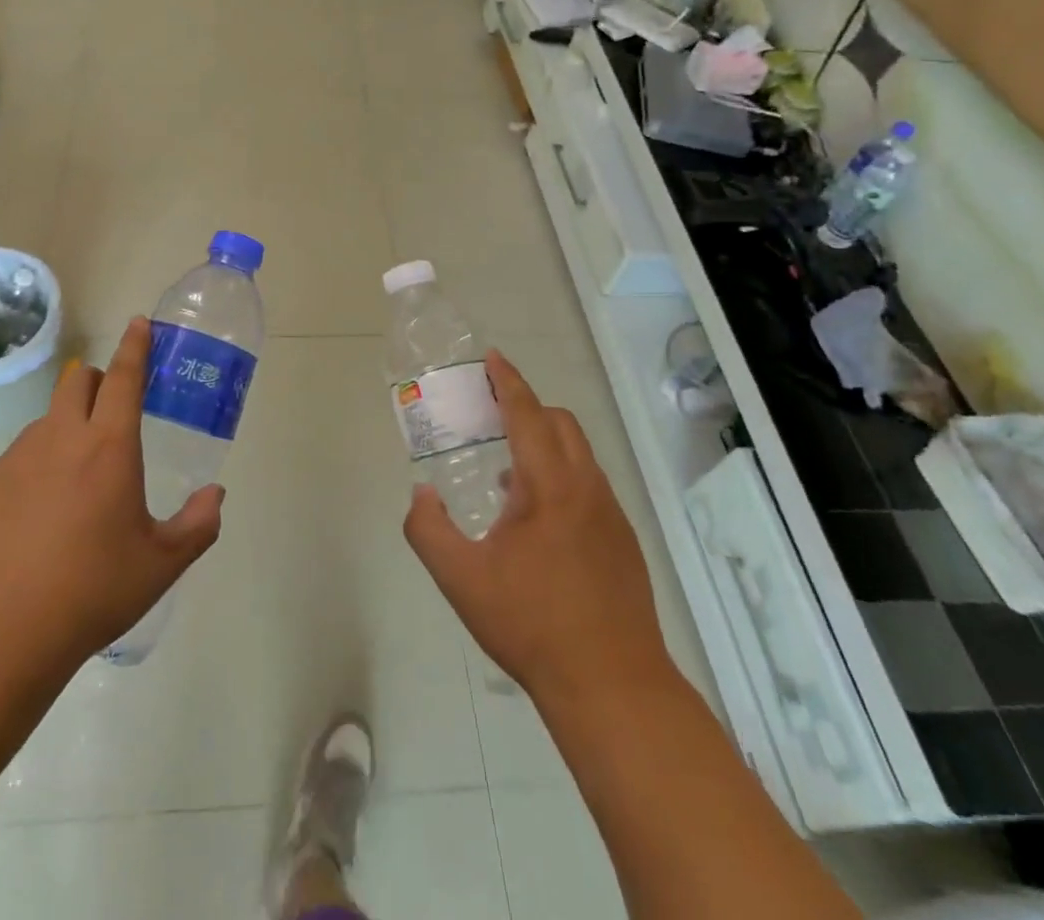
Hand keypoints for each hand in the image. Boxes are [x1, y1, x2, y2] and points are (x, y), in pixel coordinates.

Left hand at [0, 318, 224, 668]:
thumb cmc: (90, 590)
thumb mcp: (161, 564)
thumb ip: (198, 524)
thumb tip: (215, 495)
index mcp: (109, 446)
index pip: (125, 377)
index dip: (135, 346)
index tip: (139, 323)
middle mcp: (61, 438)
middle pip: (78, 381)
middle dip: (98, 379)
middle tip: (112, 408)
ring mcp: (16, 459)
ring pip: (47, 420)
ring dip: (67, 426)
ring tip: (76, 480)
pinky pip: (19, 457)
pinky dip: (37, 466)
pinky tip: (38, 517)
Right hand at [404, 351, 674, 707]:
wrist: (612, 685)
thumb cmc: (531, 624)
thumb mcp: (461, 579)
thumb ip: (427, 529)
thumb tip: (421, 495)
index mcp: (549, 485)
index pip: (527, 413)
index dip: (507, 381)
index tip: (492, 357)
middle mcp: (585, 487)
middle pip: (560, 423)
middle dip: (527, 406)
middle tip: (491, 412)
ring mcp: (610, 514)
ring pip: (578, 455)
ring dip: (544, 444)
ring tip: (506, 471)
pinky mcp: (622, 541)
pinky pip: (588, 485)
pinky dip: (560, 476)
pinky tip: (535, 520)